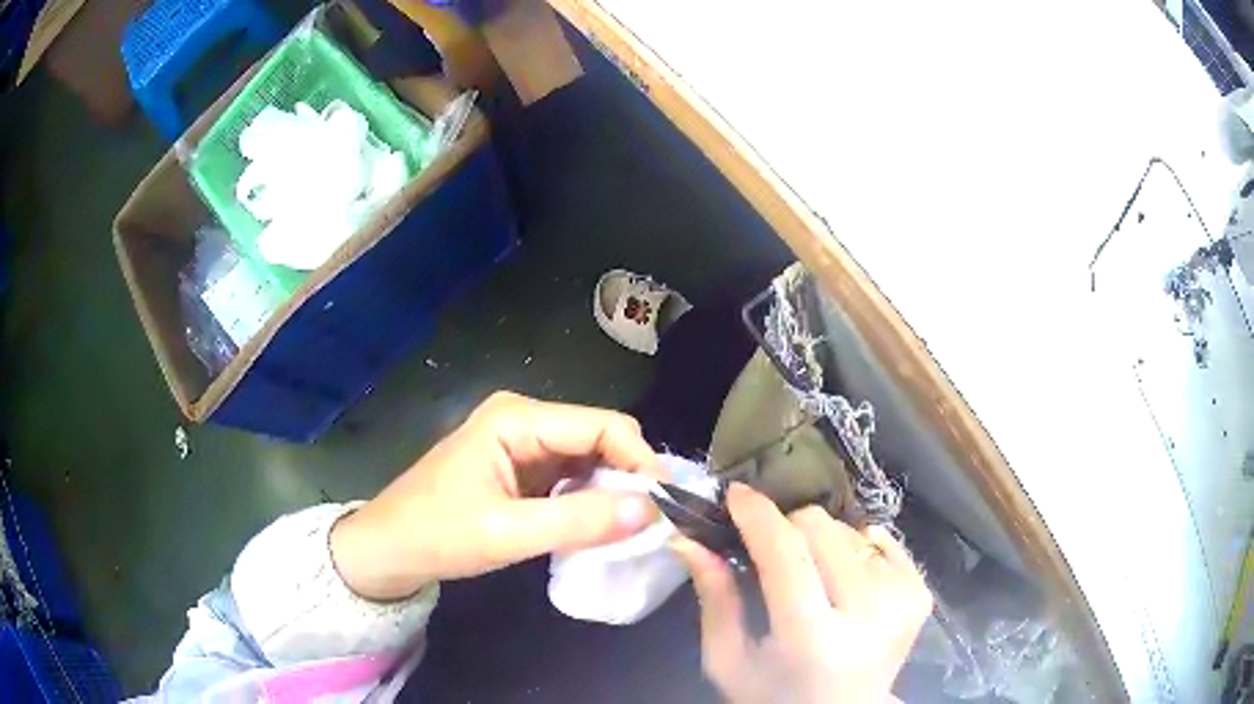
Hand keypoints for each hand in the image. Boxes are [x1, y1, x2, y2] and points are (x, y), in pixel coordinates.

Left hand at [331, 392, 666, 600]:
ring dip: (611, 491)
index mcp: (517, 418)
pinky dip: (589, 500)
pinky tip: (597, 526)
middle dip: (628, 477)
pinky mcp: (521, 468)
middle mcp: (524, 419)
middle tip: (653, 522)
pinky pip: (571, 477)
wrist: (389, 549)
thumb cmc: (437, 534)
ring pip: (588, 459)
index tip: (667, 504)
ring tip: (630, 528)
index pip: (601, 425)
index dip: (640, 460)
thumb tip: (650, 512)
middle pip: (599, 438)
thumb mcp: (506, 532)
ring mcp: (522, 443)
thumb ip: (578, 522)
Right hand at [674, 484, 931, 703]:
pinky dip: (853, 550)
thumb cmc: (775, 694)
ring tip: (809, 577)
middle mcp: (868, 615)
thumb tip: (689, 539)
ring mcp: (903, 600)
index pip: (786, 557)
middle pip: (822, 529)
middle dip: (787, 529)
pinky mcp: (920, 592)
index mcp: (812, 640)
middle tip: (770, 552)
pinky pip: (879, 539)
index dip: (759, 517)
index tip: (735, 493)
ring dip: (820, 543)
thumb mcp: (728, 661)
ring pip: (849, 529)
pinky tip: (842, 581)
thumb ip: (714, 600)